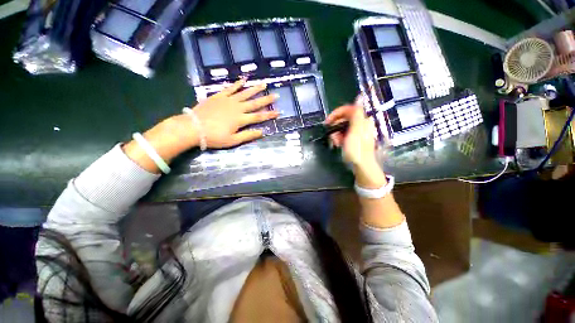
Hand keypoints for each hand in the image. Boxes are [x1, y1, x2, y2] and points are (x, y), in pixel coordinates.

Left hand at [191, 79, 278, 148]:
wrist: (193, 127)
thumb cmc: (214, 137)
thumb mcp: (233, 141)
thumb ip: (248, 135)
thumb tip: (262, 132)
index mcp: (241, 119)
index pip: (259, 116)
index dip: (269, 115)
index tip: (278, 112)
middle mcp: (237, 108)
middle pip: (254, 103)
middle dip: (266, 100)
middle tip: (276, 95)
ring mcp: (228, 100)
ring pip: (244, 93)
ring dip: (255, 89)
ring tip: (264, 84)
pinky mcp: (219, 96)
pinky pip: (230, 88)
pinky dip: (237, 84)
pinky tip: (243, 79)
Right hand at [325, 104, 376, 166]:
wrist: (362, 165)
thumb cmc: (357, 149)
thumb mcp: (355, 131)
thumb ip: (356, 114)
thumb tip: (360, 95)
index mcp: (362, 120)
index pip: (348, 109)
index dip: (336, 113)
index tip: (327, 122)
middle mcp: (361, 123)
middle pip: (344, 118)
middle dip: (335, 126)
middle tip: (332, 136)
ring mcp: (358, 131)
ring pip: (343, 127)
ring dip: (336, 134)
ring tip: (335, 143)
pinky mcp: (355, 138)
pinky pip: (344, 134)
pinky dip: (340, 138)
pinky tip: (338, 144)